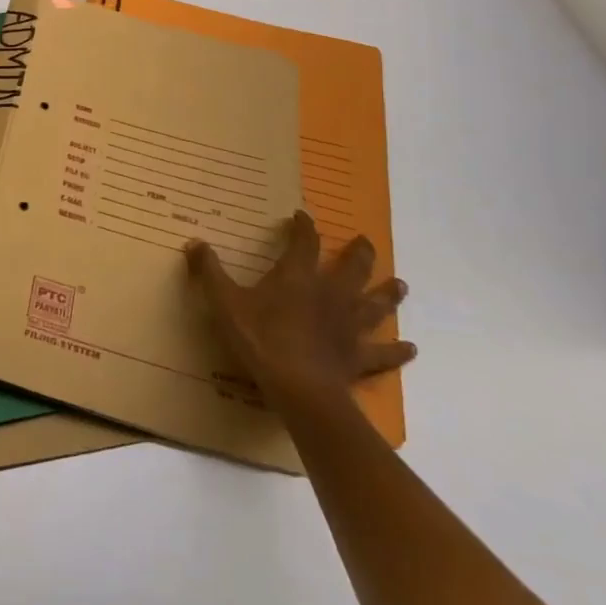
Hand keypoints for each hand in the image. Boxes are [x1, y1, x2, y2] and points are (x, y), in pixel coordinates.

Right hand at [188, 210, 414, 404]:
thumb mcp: (224, 302)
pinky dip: (397, 351)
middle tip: (365, 242)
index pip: (304, 241)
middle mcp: (331, 294)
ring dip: (388, 294)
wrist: (300, 388)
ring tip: (401, 285)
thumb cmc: (261, 339)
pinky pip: (383, 353)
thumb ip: (209, 271)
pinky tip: (411, 348)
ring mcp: (350, 326)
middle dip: (359, 253)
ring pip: (376, 305)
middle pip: (353, 268)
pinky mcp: (358, 357)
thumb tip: (194, 242)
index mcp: (298, 276)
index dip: (303, 226)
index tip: (301, 216)